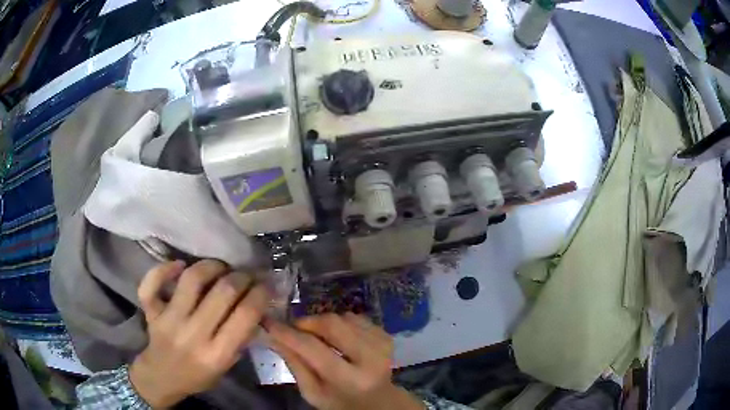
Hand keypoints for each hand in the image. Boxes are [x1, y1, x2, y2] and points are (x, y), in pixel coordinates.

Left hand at [129, 260, 268, 407]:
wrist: (162, 377)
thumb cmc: (199, 375)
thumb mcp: (227, 366)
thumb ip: (240, 338)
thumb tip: (257, 305)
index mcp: (217, 354)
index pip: (245, 315)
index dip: (260, 294)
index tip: (265, 285)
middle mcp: (193, 335)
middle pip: (223, 292)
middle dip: (241, 277)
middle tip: (246, 274)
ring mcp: (168, 320)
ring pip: (192, 279)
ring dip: (212, 266)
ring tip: (221, 267)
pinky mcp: (151, 310)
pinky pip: (153, 282)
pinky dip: (165, 268)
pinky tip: (180, 265)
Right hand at [266, 313, 424, 409]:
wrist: (378, 401)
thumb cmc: (340, 402)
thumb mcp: (313, 392)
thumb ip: (295, 364)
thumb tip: (273, 336)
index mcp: (350, 380)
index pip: (313, 349)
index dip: (288, 333)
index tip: (269, 322)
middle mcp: (371, 358)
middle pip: (331, 324)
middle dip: (307, 322)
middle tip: (294, 329)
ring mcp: (381, 344)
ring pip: (342, 317)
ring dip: (323, 324)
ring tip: (318, 338)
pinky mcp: (385, 335)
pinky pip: (354, 317)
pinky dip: (340, 323)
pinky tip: (338, 339)